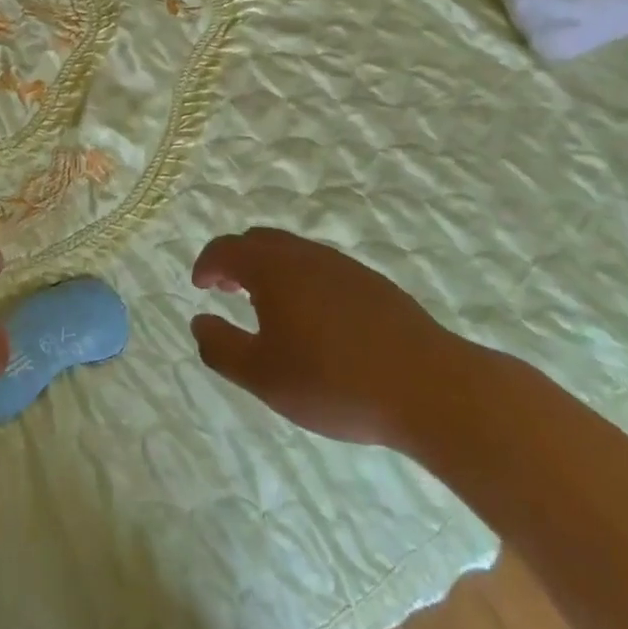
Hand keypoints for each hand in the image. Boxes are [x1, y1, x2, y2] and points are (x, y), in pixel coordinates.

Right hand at [190, 228, 486, 453]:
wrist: (429, 387)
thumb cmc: (334, 382)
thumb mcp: (264, 377)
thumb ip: (222, 348)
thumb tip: (198, 322)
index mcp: (272, 268)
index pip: (226, 249)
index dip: (206, 264)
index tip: (199, 285)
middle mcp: (303, 254)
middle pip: (259, 241)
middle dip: (236, 260)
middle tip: (227, 289)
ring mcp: (341, 265)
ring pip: (293, 252)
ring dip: (270, 269)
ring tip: (268, 306)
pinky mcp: (371, 283)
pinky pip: (321, 267)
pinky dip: (301, 279)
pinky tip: (314, 319)